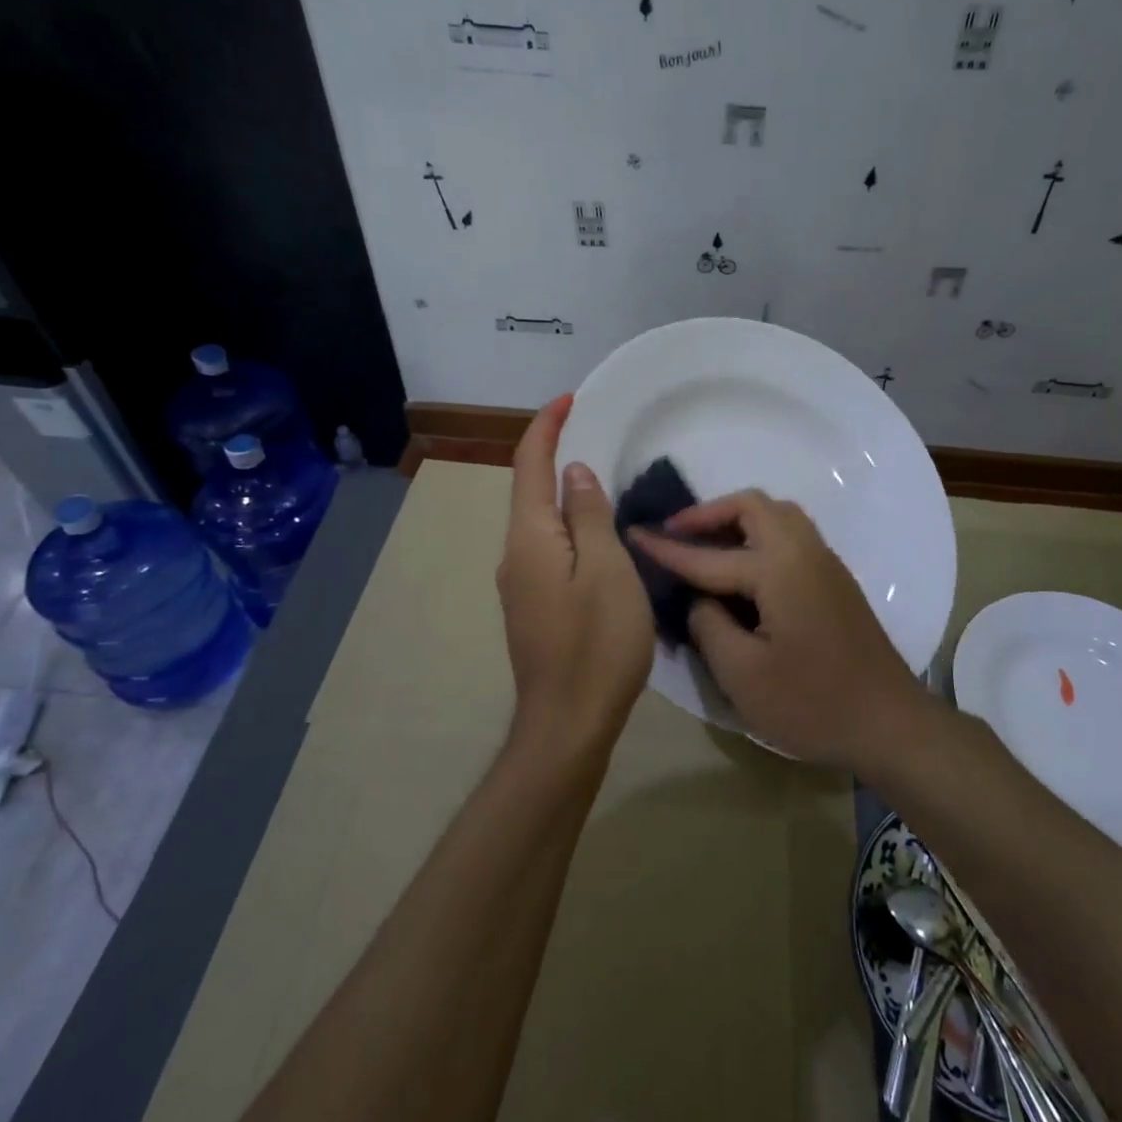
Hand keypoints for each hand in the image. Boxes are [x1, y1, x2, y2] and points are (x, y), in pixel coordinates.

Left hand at [496, 396, 654, 762]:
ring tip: (600, 476)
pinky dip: (569, 525)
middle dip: (554, 454)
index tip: (570, 399)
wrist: (568, 723)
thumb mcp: (606, 569)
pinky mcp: (534, 607)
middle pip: (530, 491)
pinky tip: (595, 533)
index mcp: (530, 537)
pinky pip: (549, 548)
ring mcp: (521, 584)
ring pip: (540, 522)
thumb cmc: (597, 642)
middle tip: (592, 431)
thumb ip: (588, 516)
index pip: (531, 466)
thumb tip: (573, 472)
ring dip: (563, 492)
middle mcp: (515, 554)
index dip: (546, 427)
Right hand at [630, 490, 918, 768]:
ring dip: (738, 520)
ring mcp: (825, 563)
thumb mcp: (742, 674)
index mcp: (778, 569)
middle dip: (710, 513)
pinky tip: (744, 569)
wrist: (889, 723)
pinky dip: (760, 535)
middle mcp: (804, 551)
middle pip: (754, 506)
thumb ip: (709, 625)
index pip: (708, 554)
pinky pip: (792, 535)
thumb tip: (699, 598)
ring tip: (707, 546)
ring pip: (778, 515)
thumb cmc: (812, 703)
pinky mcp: (835, 580)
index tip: (631, 534)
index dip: (666, 548)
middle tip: (677, 535)